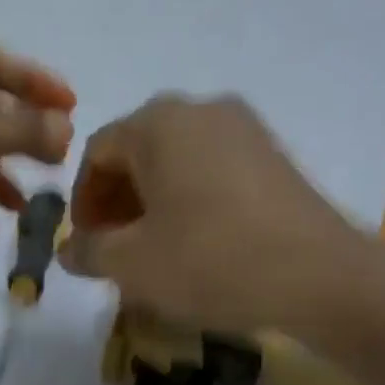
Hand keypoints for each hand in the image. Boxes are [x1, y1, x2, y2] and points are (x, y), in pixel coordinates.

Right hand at [60, 95, 362, 330]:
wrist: (317, 275)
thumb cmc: (209, 261)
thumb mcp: (132, 265)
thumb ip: (88, 251)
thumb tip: (68, 250)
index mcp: (157, 122)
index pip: (97, 151)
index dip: (82, 201)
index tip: (86, 244)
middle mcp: (202, 109)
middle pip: (139, 152)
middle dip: (118, 202)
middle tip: (116, 250)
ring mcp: (246, 129)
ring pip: (179, 163)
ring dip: (154, 205)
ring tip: (155, 253)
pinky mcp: (276, 157)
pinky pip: (215, 173)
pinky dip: (192, 202)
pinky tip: (198, 245)